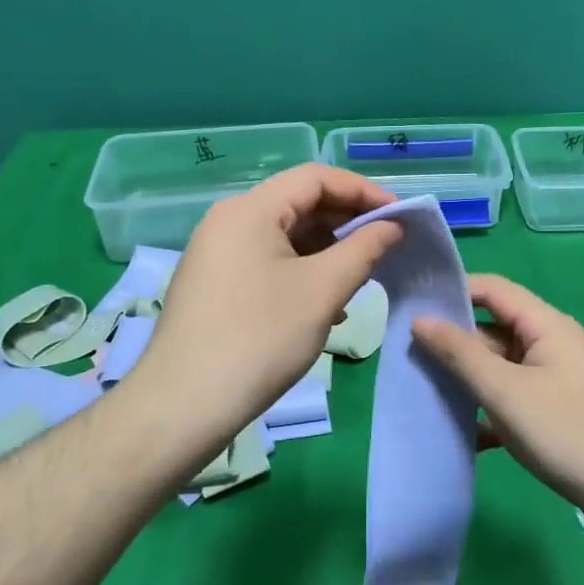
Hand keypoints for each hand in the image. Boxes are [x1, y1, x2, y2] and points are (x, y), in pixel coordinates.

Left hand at [126, 164, 401, 469]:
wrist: (183, 406)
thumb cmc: (260, 338)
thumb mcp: (323, 290)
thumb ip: (364, 249)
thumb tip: (392, 227)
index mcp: (250, 209)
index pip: (315, 178)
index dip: (363, 191)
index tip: (400, 217)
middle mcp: (229, 221)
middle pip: (299, 204)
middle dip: (347, 223)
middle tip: (386, 248)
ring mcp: (217, 254)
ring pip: (285, 237)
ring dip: (328, 252)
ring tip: (360, 280)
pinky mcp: (216, 285)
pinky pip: (268, 263)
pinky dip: (303, 273)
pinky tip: (325, 308)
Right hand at [412, 274, 583, 522]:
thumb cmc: (568, 433)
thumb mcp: (506, 392)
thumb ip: (461, 354)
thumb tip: (421, 319)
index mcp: (546, 324)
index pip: (493, 289)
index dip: (454, 291)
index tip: (412, 306)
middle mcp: (552, 342)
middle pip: (494, 328)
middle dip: (455, 341)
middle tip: (407, 356)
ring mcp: (555, 378)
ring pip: (501, 366)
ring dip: (468, 378)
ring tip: (424, 391)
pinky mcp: (556, 410)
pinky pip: (513, 396)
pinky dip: (489, 407)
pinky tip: (462, 431)